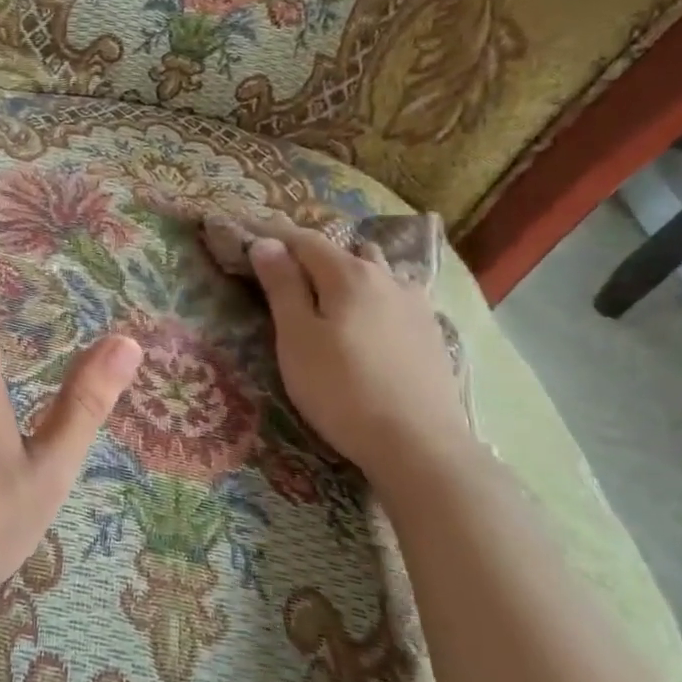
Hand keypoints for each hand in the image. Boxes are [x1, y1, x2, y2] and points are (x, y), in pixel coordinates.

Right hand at [245, 218, 469, 481]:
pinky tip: (372, 319)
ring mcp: (415, 304)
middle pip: (343, 252)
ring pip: (376, 272)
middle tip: (286, 272)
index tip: (250, 237)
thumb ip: (282, 287)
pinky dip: (375, 296)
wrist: (419, 444)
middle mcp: (387, 278)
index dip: (274, 236)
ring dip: (349, 273)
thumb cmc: (342, 390)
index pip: (304, 240)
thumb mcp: (297, 339)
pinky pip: (397, 297)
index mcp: (349, 274)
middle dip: (312, 254)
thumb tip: (266, 244)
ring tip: (331, 292)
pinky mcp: (431, 333)